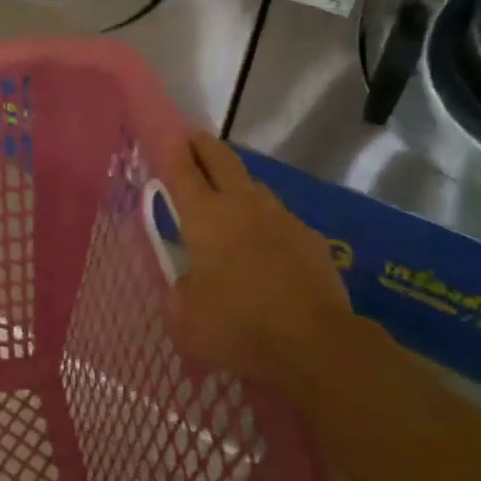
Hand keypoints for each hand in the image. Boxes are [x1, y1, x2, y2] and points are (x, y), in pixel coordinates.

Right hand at [163, 134, 358, 394]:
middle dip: (204, 146)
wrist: (314, 343)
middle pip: (221, 159)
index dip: (171, 151)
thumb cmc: (236, 326)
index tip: (166, 137)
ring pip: (254, 185)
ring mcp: (281, 218)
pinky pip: (280, 218)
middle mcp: (241, 205)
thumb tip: (187, 278)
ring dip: (236, 183)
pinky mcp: (309, 238)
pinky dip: (265, 220)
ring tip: (226, 196)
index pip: (182, 170)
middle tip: (192, 143)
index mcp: (204, 217)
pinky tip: (263, 242)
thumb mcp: (185, 315)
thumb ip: (179, 288)